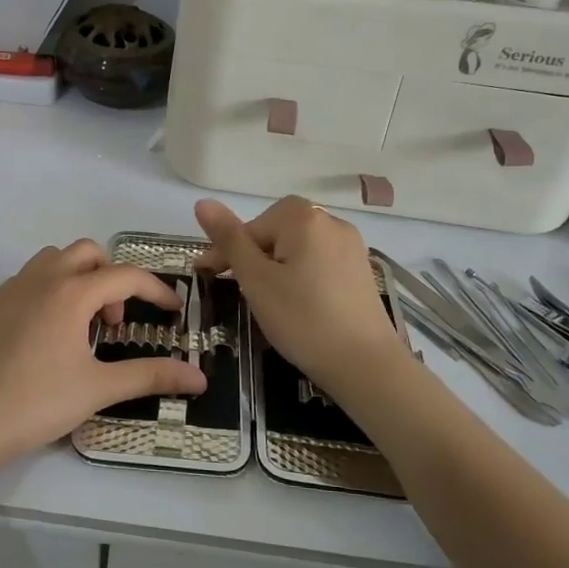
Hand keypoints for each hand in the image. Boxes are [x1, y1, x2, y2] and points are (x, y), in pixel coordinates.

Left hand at [0, 240, 205, 473]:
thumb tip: (199, 379)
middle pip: (86, 252)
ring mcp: (9, 290)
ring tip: (80, 324)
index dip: (155, 290)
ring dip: (77, 277)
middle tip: (113, 321)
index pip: (124, 275)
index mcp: (70, 293)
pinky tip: (44, 336)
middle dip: (111, 276)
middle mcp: (39, 280)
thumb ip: (150, 376)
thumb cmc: (36, 403)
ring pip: (52, 260)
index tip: (173, 310)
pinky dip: (47, 291)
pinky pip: (26, 280)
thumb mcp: (98, 390)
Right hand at [194, 197, 409, 393]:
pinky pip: (318, 260)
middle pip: (276, 231)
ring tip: (264, 296)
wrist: (366, 365)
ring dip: (275, 264)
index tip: (203, 275)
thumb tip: (203, 203)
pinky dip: (300, 274)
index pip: (250, 227)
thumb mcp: (256, 280)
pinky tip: (297, 301)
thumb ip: (229, 239)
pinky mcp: (361, 269)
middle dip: (253, 254)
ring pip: (298, 247)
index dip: (224, 251)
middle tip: (236, 286)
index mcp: (303, 218)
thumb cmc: (302, 320)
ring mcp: (351, 245)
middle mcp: (331, 221)